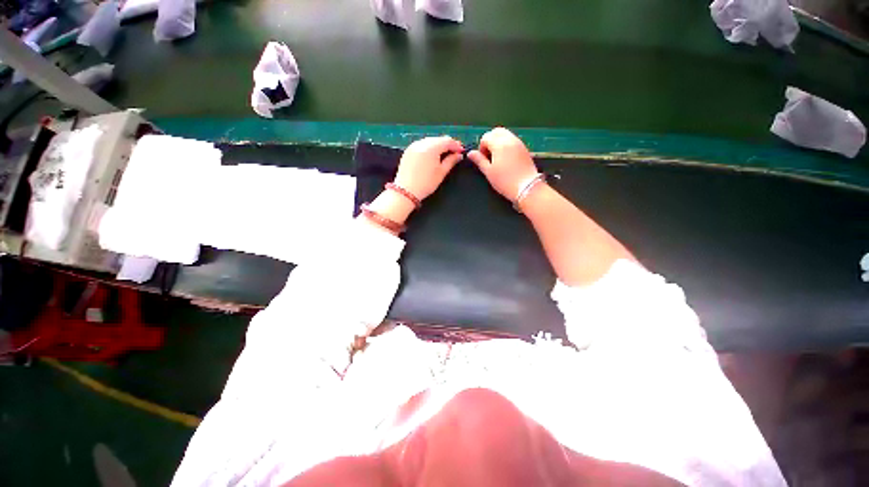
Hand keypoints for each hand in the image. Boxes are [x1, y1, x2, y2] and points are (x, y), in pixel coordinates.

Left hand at [394, 136, 463, 200]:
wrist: (405, 191)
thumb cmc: (425, 184)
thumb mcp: (441, 173)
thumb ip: (451, 161)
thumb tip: (458, 155)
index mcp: (431, 147)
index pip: (447, 141)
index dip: (456, 145)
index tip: (461, 151)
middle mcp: (422, 143)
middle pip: (438, 139)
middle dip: (447, 144)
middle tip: (454, 153)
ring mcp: (413, 146)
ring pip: (430, 141)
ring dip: (438, 146)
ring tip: (444, 155)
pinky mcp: (408, 151)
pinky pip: (422, 145)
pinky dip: (429, 148)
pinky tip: (432, 156)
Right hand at [467, 128, 538, 201]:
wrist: (527, 187)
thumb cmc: (505, 181)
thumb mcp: (489, 172)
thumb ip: (479, 160)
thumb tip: (470, 153)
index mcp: (499, 144)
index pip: (486, 137)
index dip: (481, 147)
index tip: (483, 159)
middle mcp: (509, 139)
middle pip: (496, 131)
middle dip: (490, 140)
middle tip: (489, 155)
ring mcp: (519, 142)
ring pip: (505, 134)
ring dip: (498, 142)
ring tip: (497, 158)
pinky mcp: (525, 148)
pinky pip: (513, 140)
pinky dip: (506, 144)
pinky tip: (506, 159)